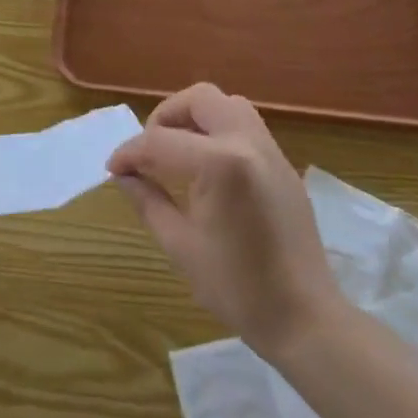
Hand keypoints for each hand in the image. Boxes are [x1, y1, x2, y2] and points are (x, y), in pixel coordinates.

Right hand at [108, 83, 340, 356]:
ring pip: (227, 105)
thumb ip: (148, 201)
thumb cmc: (237, 288)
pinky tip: (205, 168)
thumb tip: (123, 176)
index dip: (129, 153)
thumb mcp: (180, 245)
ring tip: (176, 152)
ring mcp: (271, 151)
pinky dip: (219, 131)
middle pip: (200, 99)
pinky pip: (246, 127)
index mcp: (220, 163)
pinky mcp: (283, 165)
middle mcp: (248, 142)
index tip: (113, 169)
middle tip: (149, 151)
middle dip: (166, 116)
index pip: (160, 142)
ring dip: (196, 117)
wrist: (305, 318)